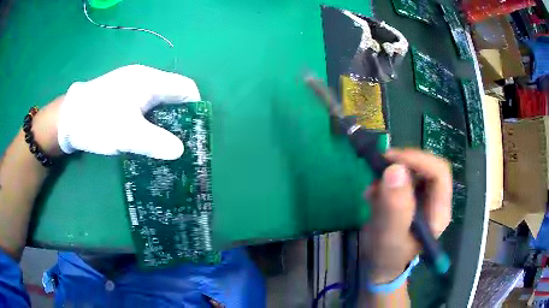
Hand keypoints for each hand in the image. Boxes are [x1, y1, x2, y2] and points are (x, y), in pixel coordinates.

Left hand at [54, 64, 200, 159]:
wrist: (67, 118)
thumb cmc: (97, 121)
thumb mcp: (126, 135)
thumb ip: (155, 142)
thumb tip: (180, 151)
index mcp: (149, 81)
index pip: (185, 87)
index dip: (195, 107)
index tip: (194, 131)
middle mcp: (143, 78)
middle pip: (173, 94)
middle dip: (180, 117)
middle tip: (179, 141)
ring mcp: (131, 85)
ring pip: (158, 101)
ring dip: (164, 120)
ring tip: (163, 142)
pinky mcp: (122, 94)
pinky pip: (145, 105)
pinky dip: (151, 119)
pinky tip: (144, 134)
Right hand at [360, 149, 451, 283]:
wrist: (379, 265)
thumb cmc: (387, 256)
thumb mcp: (390, 236)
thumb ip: (395, 207)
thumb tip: (394, 170)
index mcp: (439, 211)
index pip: (439, 173)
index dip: (418, 160)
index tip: (392, 160)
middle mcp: (435, 200)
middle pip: (427, 167)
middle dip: (403, 164)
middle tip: (379, 167)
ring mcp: (422, 197)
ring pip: (412, 170)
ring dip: (391, 173)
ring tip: (372, 190)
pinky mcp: (410, 197)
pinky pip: (400, 177)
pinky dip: (385, 180)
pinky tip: (372, 195)